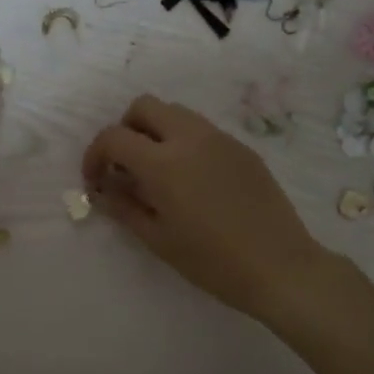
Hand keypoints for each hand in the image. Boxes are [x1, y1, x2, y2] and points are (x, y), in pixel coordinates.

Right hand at [82, 95, 329, 321]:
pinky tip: (192, 181)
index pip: (114, 137)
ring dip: (156, 132)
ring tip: (158, 173)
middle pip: (144, 106)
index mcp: (163, 163)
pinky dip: (184, 143)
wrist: (279, 266)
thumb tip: (102, 190)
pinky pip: (203, 130)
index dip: (95, 155)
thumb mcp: (158, 239)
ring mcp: (220, 139)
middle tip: (125, 166)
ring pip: (176, 113)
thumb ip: (124, 207)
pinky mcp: (242, 148)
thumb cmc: (211, 261)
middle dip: (125, 130)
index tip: (96, 180)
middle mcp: (190, 138)